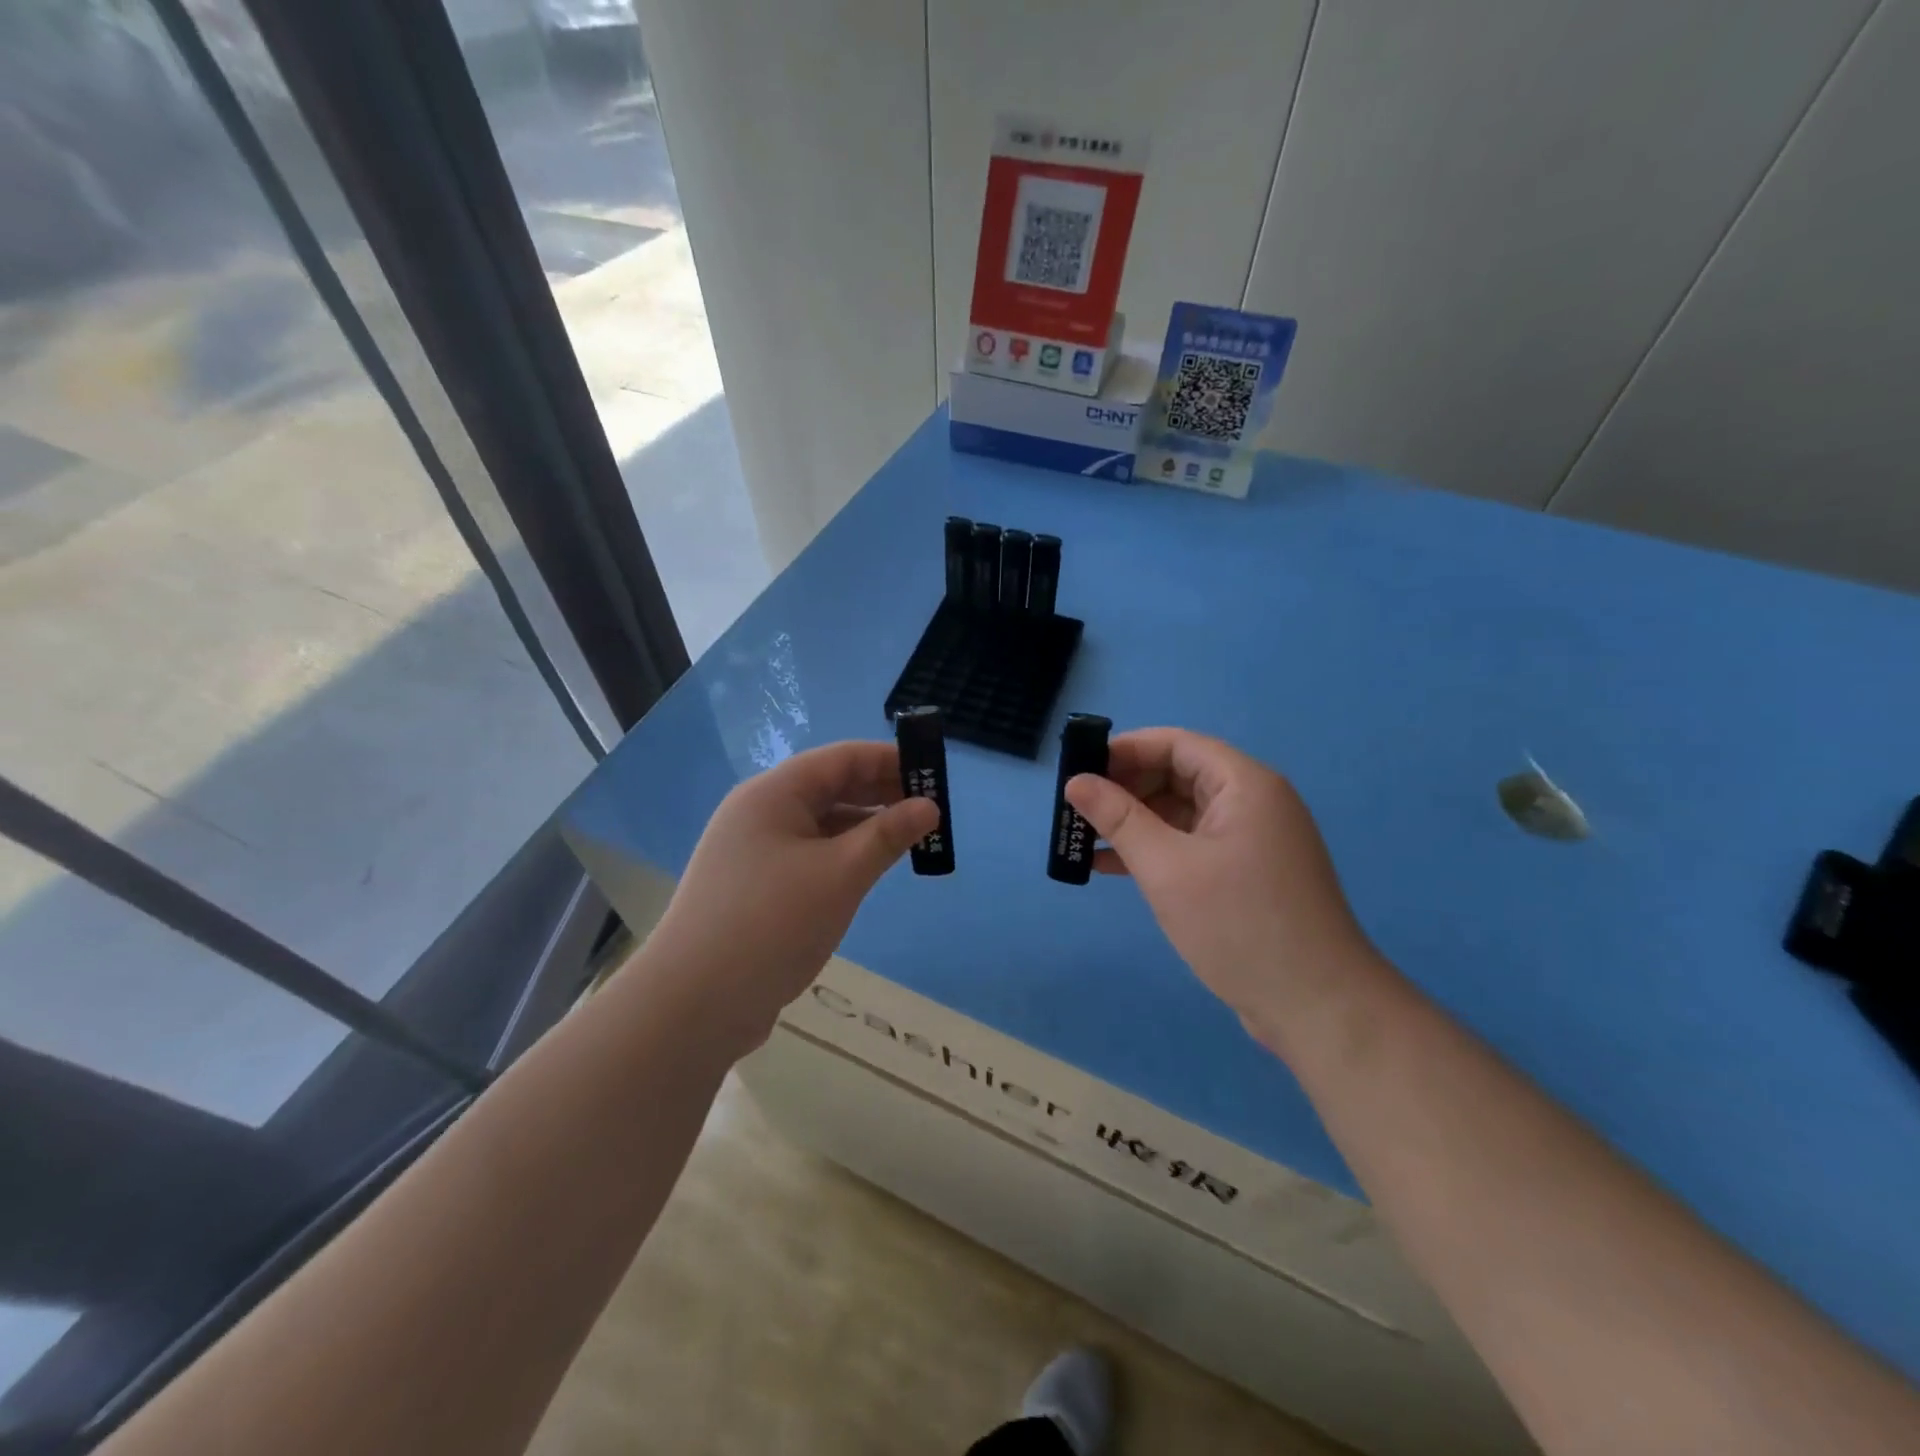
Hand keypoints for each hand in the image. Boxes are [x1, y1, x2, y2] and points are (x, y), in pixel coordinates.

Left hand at [646, 741, 938, 1045]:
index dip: (889, 759)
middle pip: (829, 786)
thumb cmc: (773, 924)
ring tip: (909, 839)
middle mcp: (760, 812)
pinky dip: (842, 853)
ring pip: (820, 822)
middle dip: (881, 792)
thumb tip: (929, 806)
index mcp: (774, 793)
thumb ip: (888, 835)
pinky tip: (868, 868)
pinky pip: (808, 852)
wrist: (693, 1004)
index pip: (841, 758)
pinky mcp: (754, 885)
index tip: (934, 772)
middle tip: (930, 809)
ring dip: (864, 825)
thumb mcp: (841, 875)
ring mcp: (753, 850)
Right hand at [1064, 728, 1376, 1041]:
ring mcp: (1251, 840)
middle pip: (1178, 774)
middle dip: (1124, 788)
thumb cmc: (1239, 924)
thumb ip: (1119, 819)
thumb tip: (1076, 781)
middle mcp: (1252, 802)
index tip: (1078, 768)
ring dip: (1133, 822)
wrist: (1317, 1006)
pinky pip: (1191, 844)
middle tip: (1076, 808)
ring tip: (1082, 838)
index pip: (1176, 744)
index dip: (1124, 750)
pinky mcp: (1246, 874)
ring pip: (1181, 812)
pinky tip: (1109, 867)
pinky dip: (1154, 850)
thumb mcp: (1167, 868)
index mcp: (1244, 785)